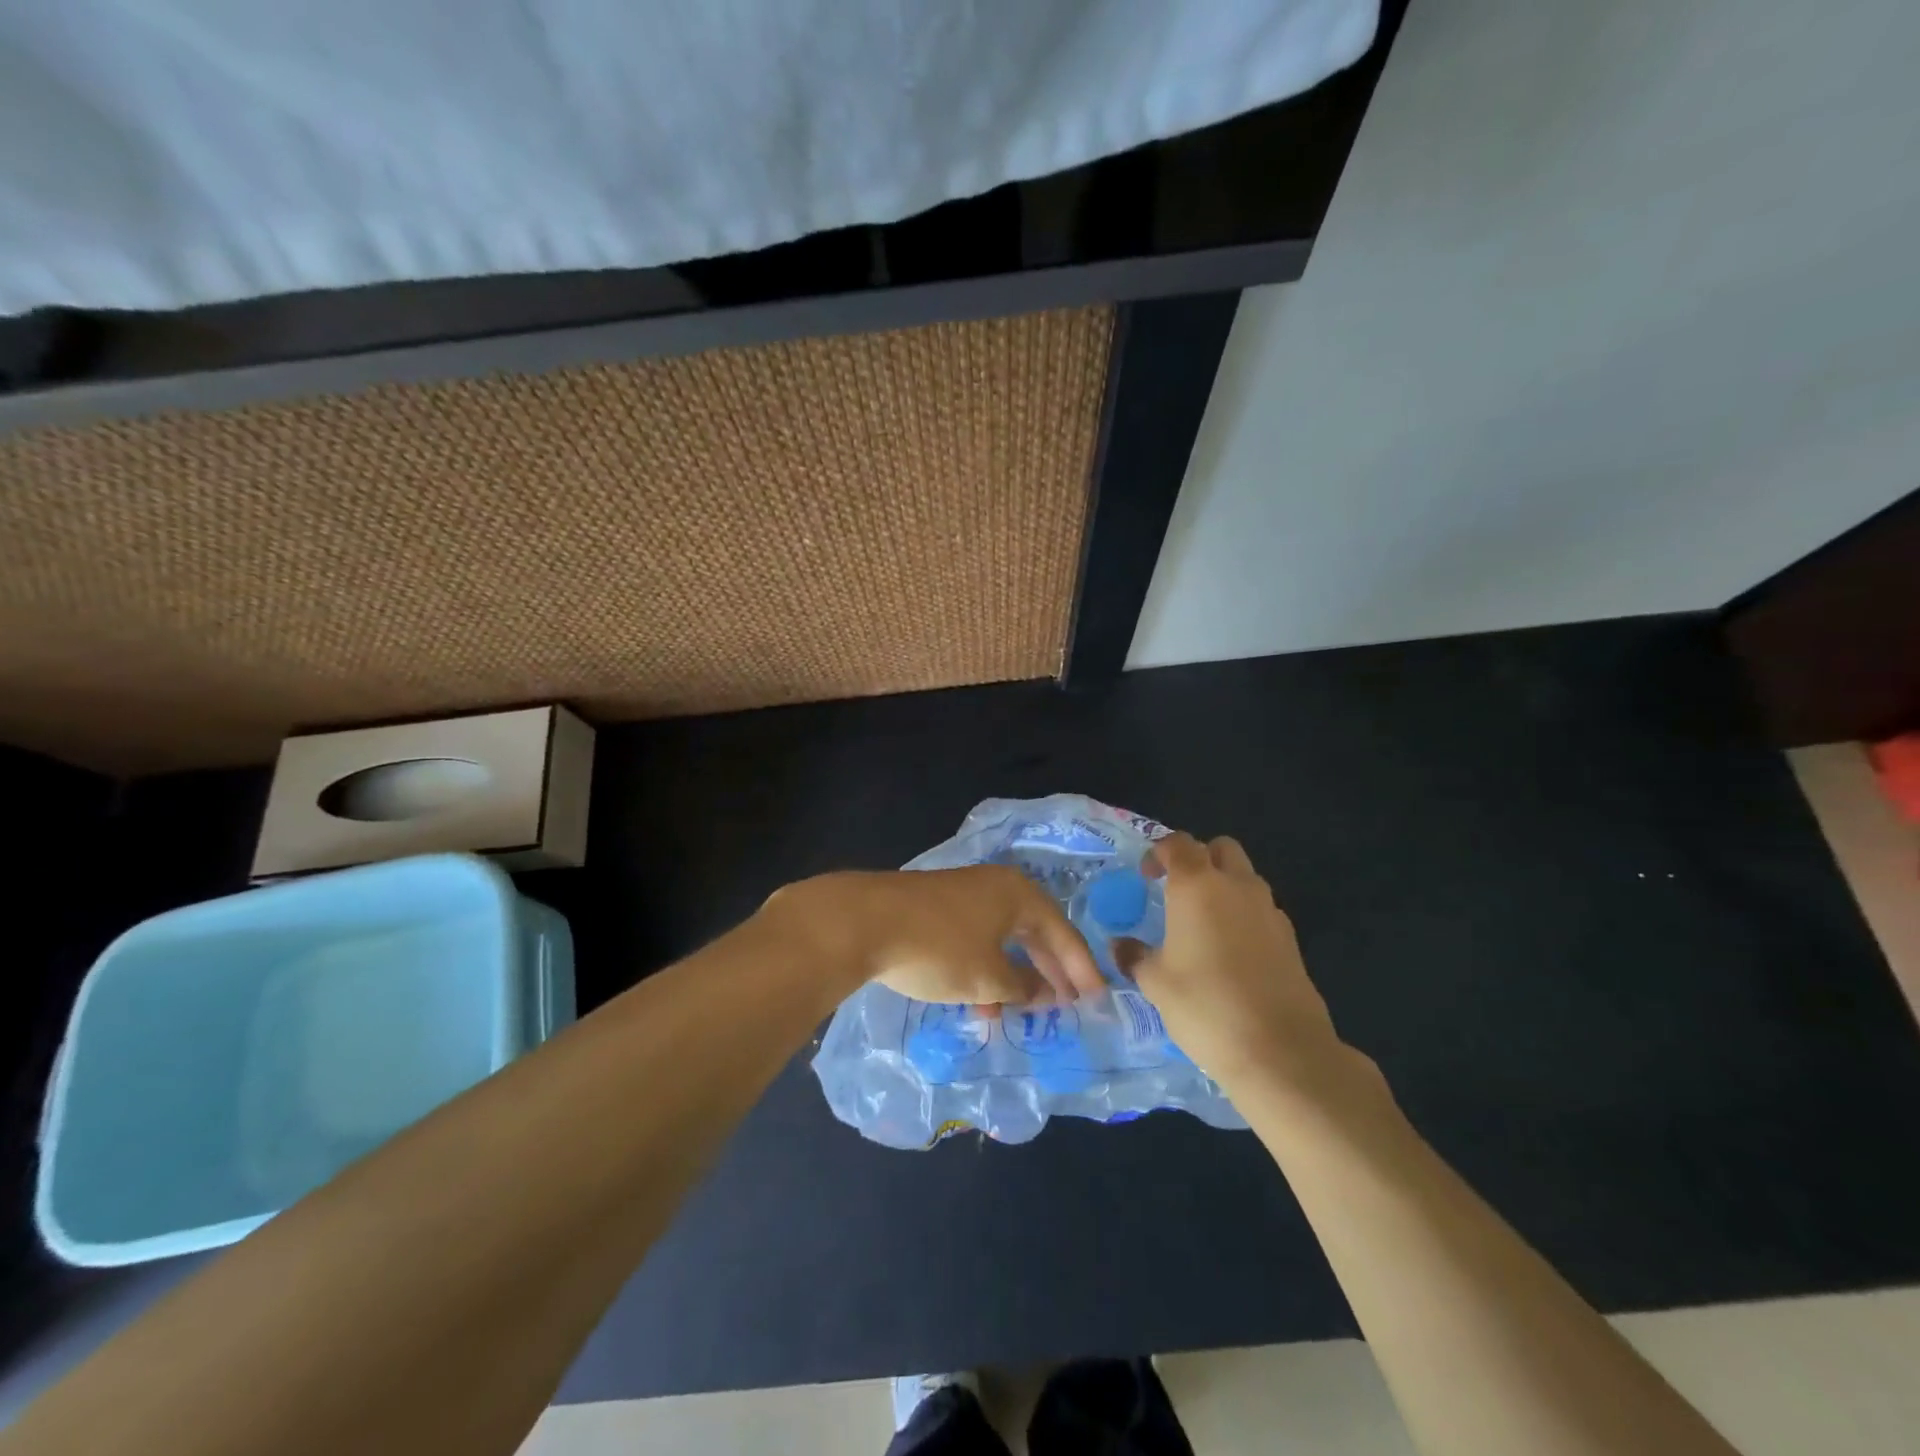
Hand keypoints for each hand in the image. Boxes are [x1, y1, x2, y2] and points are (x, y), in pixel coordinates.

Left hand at [764, 866, 1104, 1005]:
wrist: (863, 922)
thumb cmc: (939, 948)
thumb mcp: (989, 978)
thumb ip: (1024, 987)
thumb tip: (1046, 993)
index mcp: (1018, 894)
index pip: (1062, 932)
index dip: (1081, 968)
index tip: (1097, 1000)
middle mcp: (995, 886)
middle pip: (1034, 931)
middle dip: (1049, 971)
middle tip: (1066, 1005)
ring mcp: (963, 894)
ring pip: (1001, 938)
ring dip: (1013, 976)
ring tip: (1018, 1013)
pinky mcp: (935, 907)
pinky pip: (975, 939)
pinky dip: (984, 969)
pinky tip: (978, 1001)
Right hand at [1121, 832, 1346, 1089]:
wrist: (1280, 1050)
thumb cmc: (1205, 1005)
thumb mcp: (1155, 982)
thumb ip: (1135, 956)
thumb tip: (1120, 945)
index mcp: (1197, 885)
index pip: (1178, 843)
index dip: (1159, 852)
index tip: (1146, 877)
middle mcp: (1237, 886)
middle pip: (1221, 848)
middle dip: (1199, 858)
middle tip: (1178, 889)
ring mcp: (1269, 910)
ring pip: (1245, 878)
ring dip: (1224, 886)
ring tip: (1203, 924)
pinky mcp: (1290, 939)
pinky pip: (1262, 910)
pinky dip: (1244, 916)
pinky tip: (1230, 953)